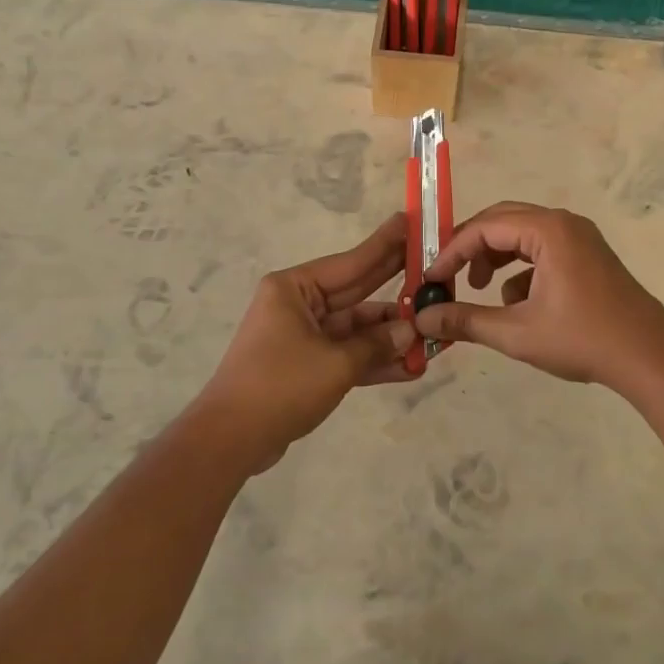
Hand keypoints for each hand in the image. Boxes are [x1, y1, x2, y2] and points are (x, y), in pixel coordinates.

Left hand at [197, 213, 418, 468]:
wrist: (230, 440)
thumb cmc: (279, 386)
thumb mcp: (335, 363)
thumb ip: (376, 344)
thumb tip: (410, 331)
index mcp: (294, 289)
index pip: (351, 262)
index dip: (385, 246)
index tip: (410, 223)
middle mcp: (298, 305)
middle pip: (356, 291)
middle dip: (395, 287)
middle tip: (434, 268)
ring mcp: (302, 336)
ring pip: (355, 328)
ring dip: (390, 334)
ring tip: (433, 330)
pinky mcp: (306, 366)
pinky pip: (347, 355)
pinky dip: (374, 360)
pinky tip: (410, 366)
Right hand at [414, 201, 663, 396]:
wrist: (649, 357)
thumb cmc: (582, 339)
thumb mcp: (516, 332)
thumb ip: (465, 320)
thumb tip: (422, 319)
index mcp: (547, 230)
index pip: (484, 228)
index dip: (451, 252)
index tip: (430, 279)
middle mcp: (563, 223)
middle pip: (502, 221)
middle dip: (471, 249)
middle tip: (448, 276)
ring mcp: (579, 237)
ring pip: (522, 235)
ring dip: (495, 257)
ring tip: (479, 288)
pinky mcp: (588, 255)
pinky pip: (543, 249)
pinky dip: (521, 268)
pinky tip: (516, 303)